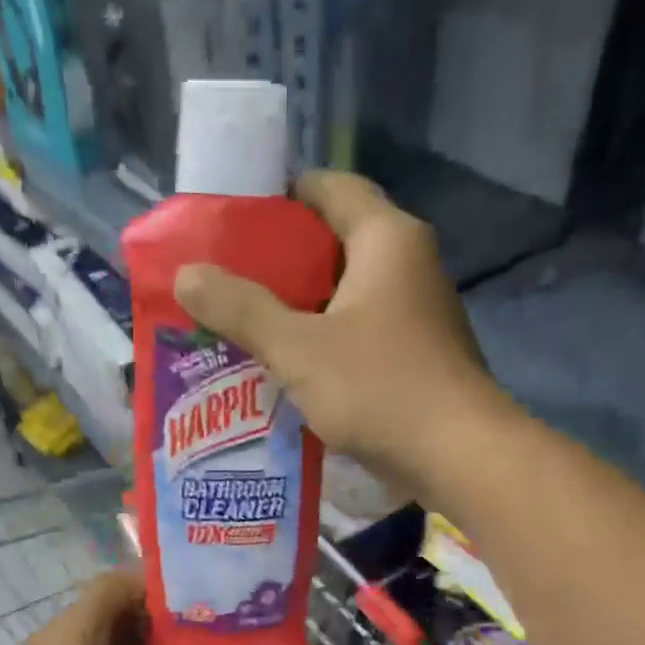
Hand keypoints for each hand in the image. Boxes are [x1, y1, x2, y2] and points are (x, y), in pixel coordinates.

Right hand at [173, 171, 504, 484]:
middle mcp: (409, 264)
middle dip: (281, 261)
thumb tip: (186, 275)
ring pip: (347, 293)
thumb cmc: (379, 388)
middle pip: (335, 242)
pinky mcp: (417, 354)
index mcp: (387, 239)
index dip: (281, 197)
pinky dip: (325, 340)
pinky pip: (361, 331)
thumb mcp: (298, 348)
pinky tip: (289, 366)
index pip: (330, 188)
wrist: (458, 457)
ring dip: (300, 306)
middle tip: (228, 280)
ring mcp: (418, 312)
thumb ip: (241, 309)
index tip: (235, 223)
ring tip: (246, 324)